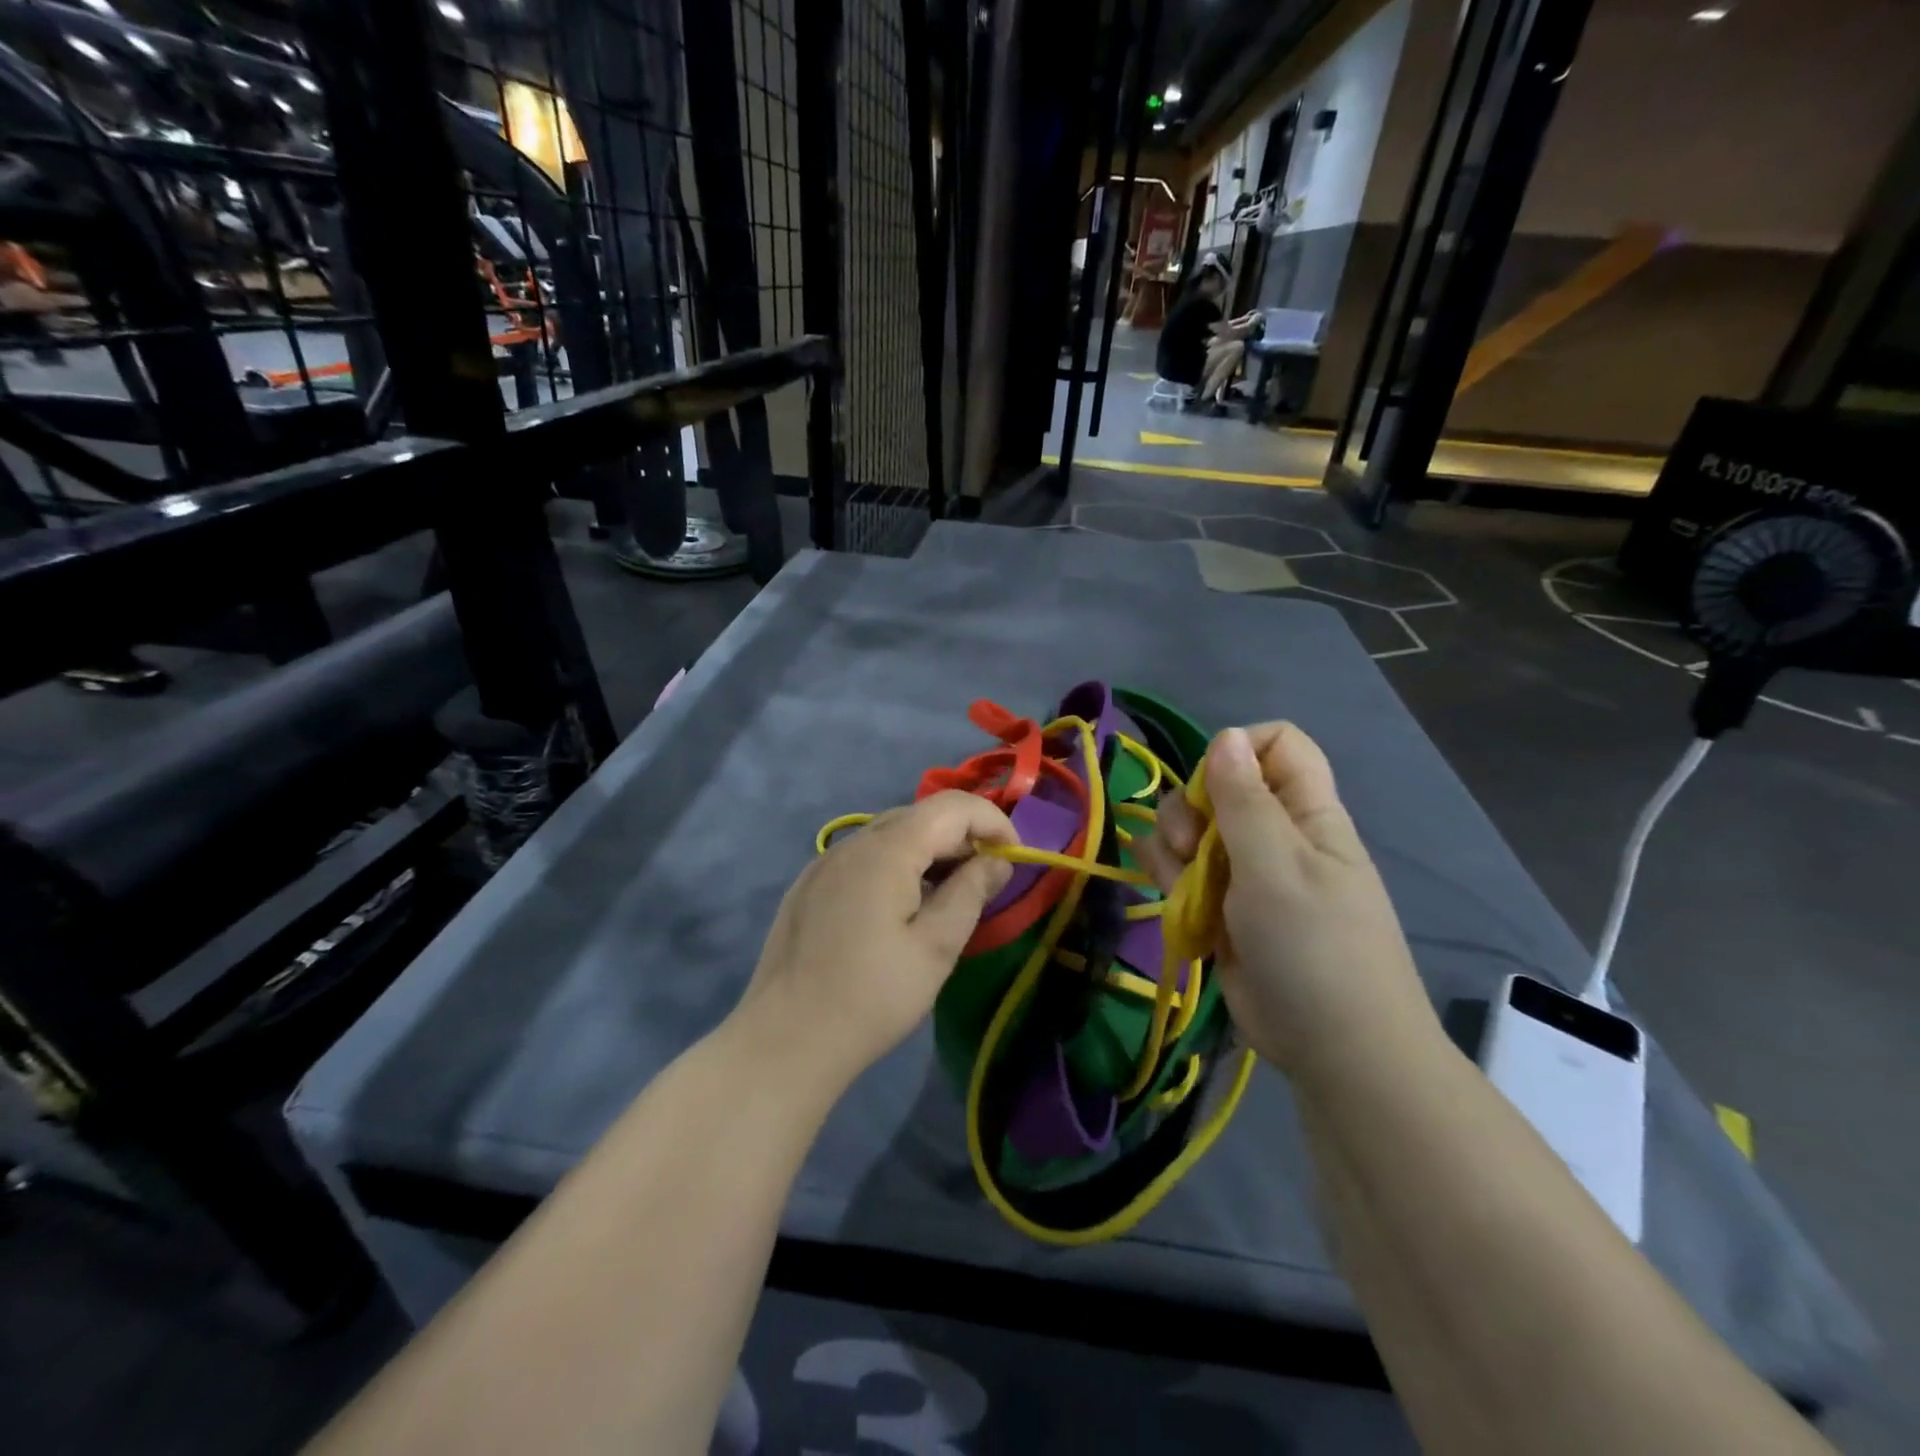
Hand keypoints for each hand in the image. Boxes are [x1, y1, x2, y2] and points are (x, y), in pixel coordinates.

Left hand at [731, 791, 1016, 1089]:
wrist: (785, 1039)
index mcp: (887, 850)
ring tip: (949, 894)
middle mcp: (853, 843)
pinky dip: (896, 865)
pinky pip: (863, 857)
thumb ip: (970, 893)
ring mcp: (825, 863)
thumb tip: (997, 862)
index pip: (952, 807)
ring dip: (929, 851)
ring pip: (890, 835)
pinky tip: (900, 907)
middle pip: (920, 816)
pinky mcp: (809, 886)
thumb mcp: (936, 948)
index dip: (992, 821)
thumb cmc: (872, 996)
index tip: (1014, 858)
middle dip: (962, 836)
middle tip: (987, 879)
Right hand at [1135, 724, 1436, 1079]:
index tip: (1214, 788)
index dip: (1239, 752)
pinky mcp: (1220, 908)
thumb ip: (1244, 799)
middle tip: (1193, 848)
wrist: (1333, 1050)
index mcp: (1306, 813)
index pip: (1276, 745)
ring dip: (1173, 847)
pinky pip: (1181, 871)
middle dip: (1190, 809)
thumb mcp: (1277, 866)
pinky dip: (1167, 876)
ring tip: (1183, 885)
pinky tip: (1168, 894)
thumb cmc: (1315, 947)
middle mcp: (1274, 834)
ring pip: (1190, 829)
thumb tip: (1224, 736)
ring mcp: (1245, 873)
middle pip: (1217, 786)